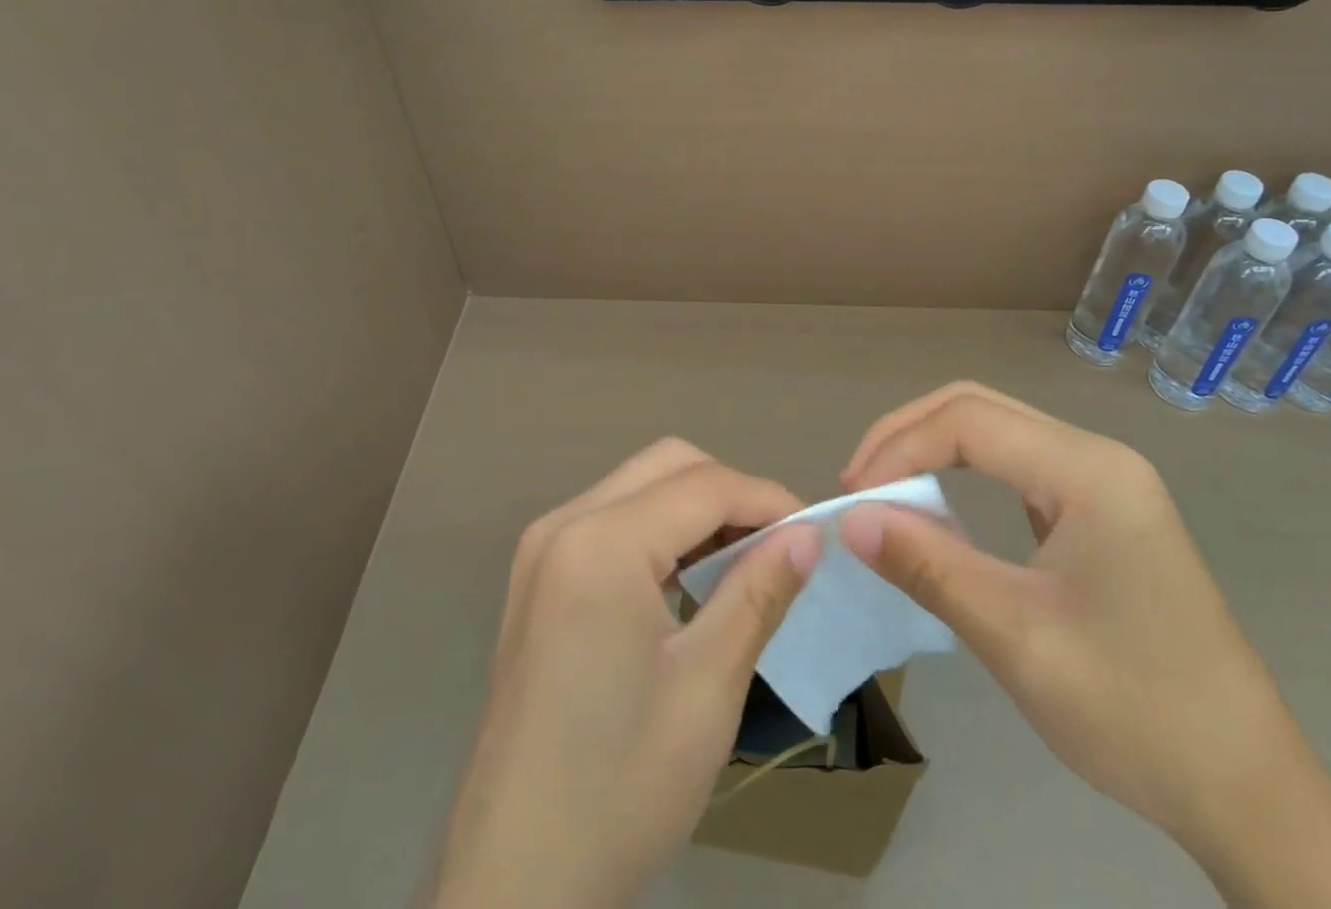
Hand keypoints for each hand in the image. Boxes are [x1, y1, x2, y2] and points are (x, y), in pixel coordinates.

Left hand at [433, 440, 819, 908]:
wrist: (515, 884)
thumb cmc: (619, 788)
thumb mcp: (708, 688)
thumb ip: (759, 593)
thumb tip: (808, 534)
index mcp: (600, 544)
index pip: (705, 485)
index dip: (769, 500)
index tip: (815, 533)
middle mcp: (564, 523)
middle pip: (668, 465)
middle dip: (732, 493)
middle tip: (776, 548)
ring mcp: (542, 548)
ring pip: (640, 485)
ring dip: (697, 508)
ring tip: (742, 564)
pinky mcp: (537, 576)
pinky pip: (613, 518)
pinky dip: (661, 530)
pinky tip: (687, 582)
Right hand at [839, 382, 1330, 908]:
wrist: (1251, 794)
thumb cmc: (1135, 711)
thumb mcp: (1016, 637)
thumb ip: (928, 566)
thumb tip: (850, 521)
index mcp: (1088, 471)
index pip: (968, 422)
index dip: (898, 449)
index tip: (851, 499)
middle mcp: (1098, 456)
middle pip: (979, 408)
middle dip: (907, 435)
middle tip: (858, 486)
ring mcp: (1105, 481)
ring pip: (997, 431)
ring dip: (932, 450)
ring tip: (884, 494)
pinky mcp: (1103, 510)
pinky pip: (1017, 467)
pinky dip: (964, 474)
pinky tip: (938, 509)